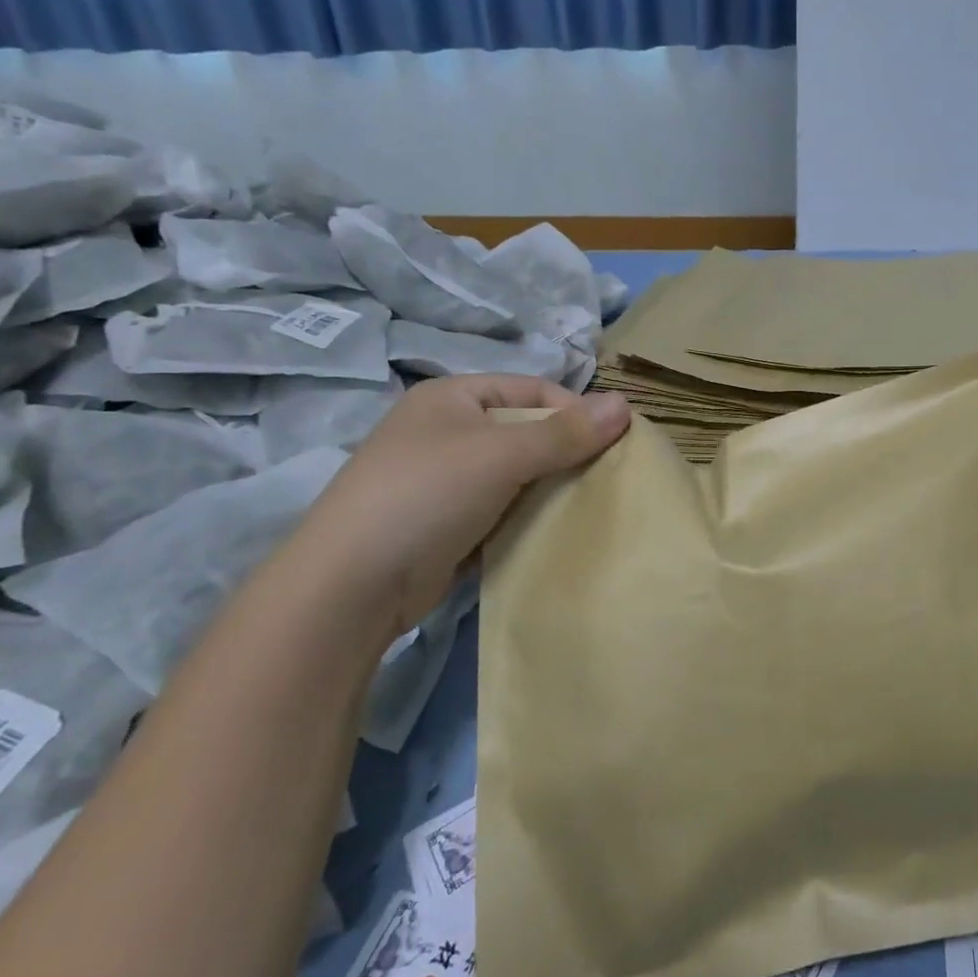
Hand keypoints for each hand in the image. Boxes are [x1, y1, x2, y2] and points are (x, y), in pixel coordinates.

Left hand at [290, 376, 629, 648]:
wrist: (351, 586)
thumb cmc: (427, 495)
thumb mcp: (501, 455)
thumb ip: (565, 432)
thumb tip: (626, 404)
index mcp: (453, 397)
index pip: (533, 390)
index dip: (575, 411)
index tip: (614, 443)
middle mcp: (448, 431)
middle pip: (528, 431)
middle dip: (568, 453)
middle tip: (607, 478)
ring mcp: (445, 480)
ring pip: (519, 474)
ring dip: (552, 488)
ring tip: (589, 506)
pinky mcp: (448, 523)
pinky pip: (504, 509)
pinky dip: (530, 517)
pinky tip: (556, 531)